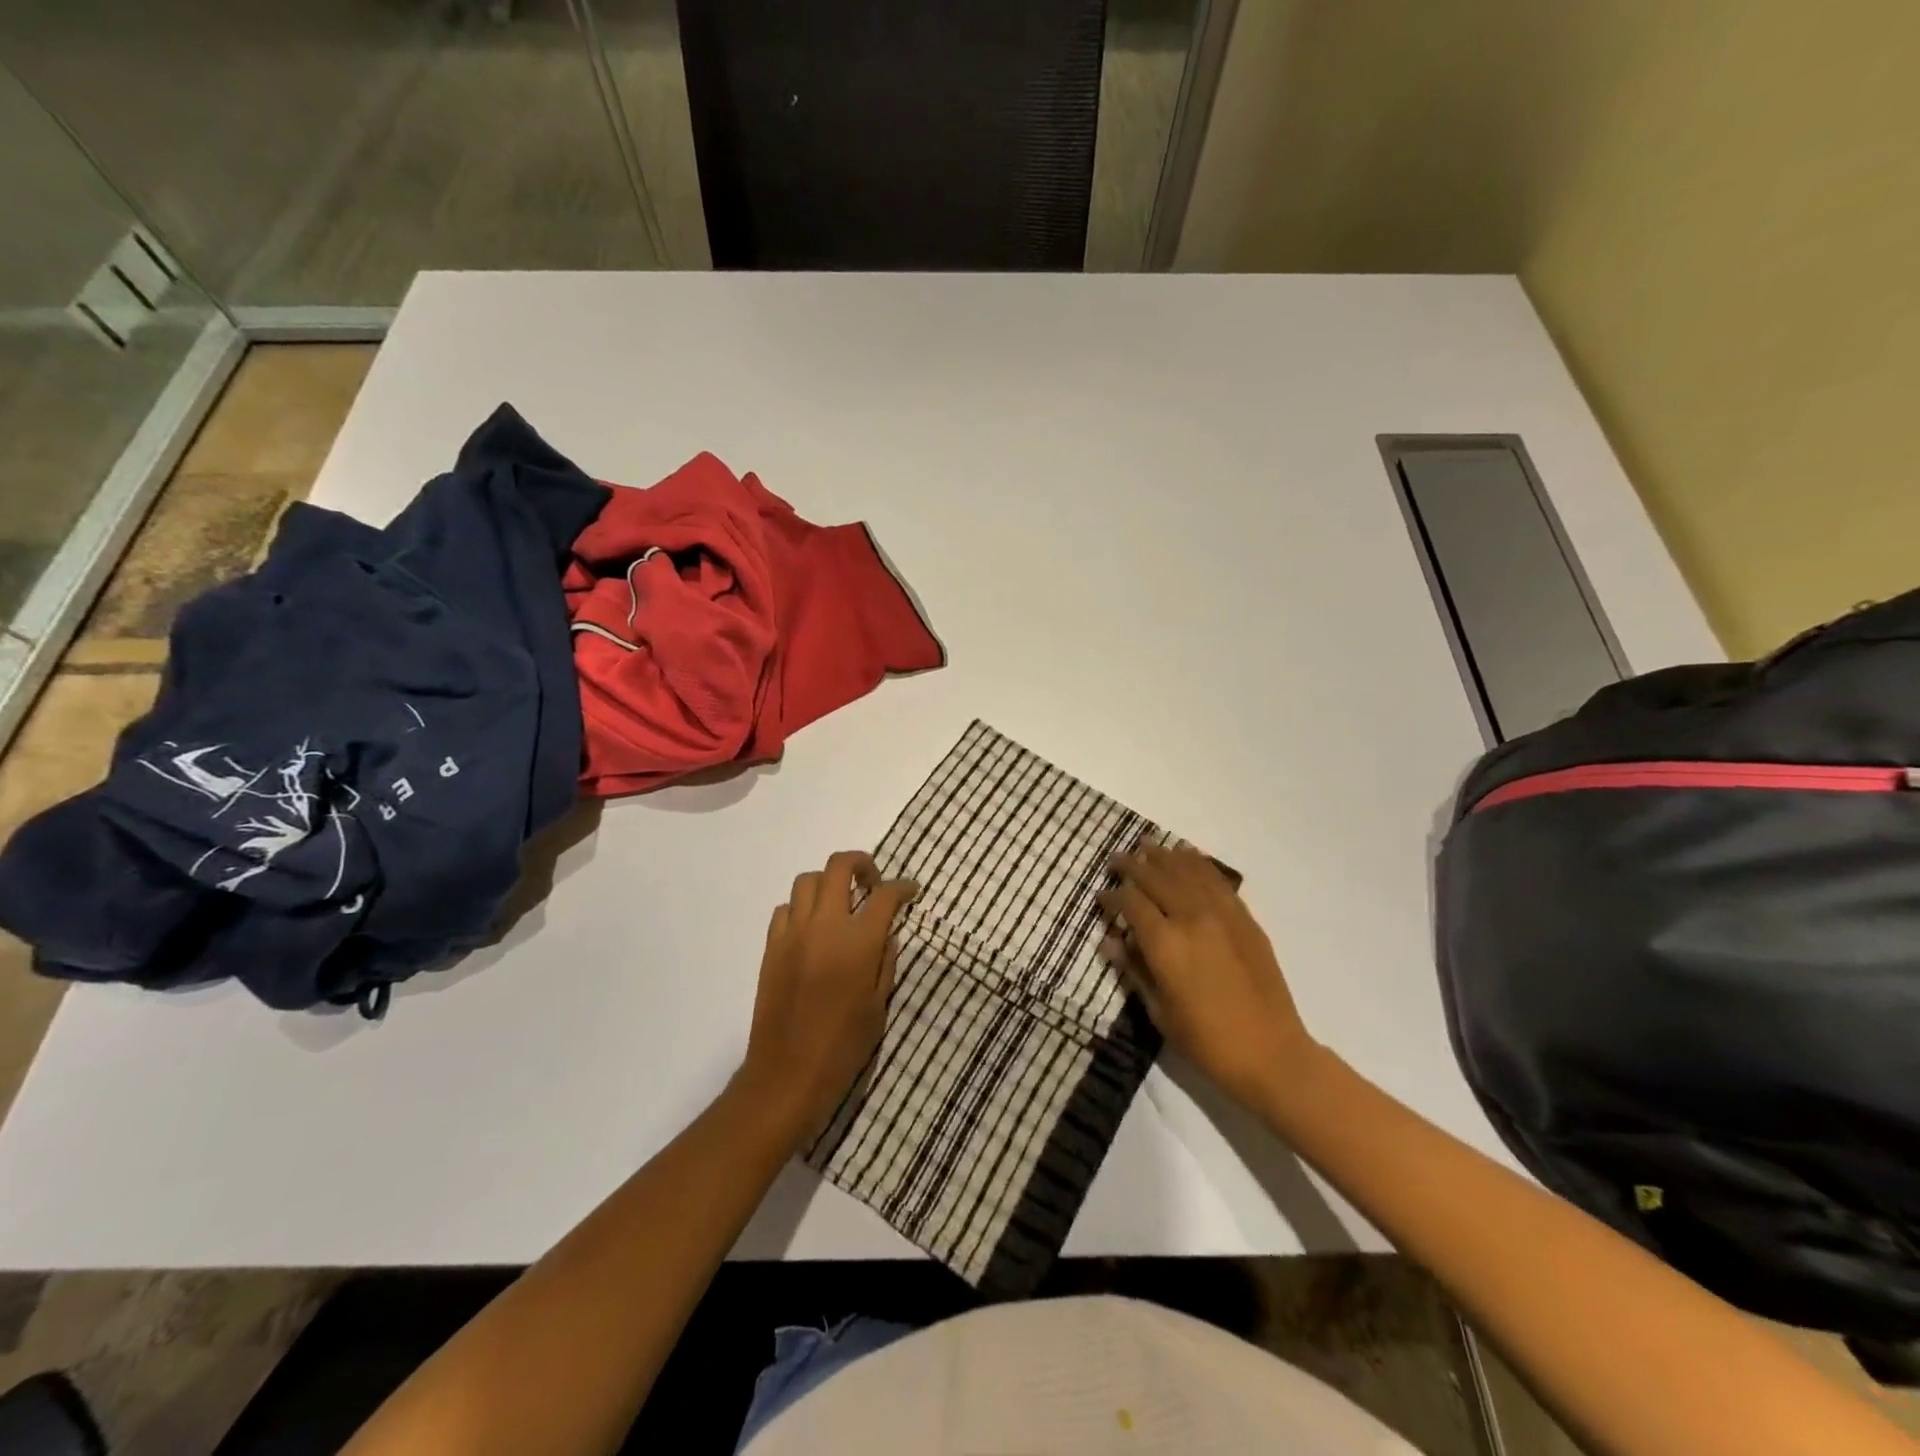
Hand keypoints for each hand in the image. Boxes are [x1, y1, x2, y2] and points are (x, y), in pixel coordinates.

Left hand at [732, 851, 918, 1148]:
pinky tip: (812, 929)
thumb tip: (885, 933)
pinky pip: (786, 908)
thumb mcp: (879, 1005)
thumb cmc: (843, 1045)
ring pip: (808, 880)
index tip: (911, 891)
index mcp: (859, 940)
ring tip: (841, 904)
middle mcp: (825, 924)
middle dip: (862, 864)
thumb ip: (885, 961)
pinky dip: (802, 908)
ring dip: (829, 883)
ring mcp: (793, 932)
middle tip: (872, 883)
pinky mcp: (771, 946)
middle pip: (839, 865)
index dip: (903, 887)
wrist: (787, 1073)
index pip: (885, 895)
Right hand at [1098, 843, 1317, 1109]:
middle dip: (1132, 866)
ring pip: (1187, 871)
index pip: (1131, 904)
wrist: (1271, 1053)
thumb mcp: (1159, 1012)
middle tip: (1116, 859)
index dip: (1112, 896)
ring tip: (1147, 844)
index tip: (1100, 896)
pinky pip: (1217, 881)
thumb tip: (1109, 941)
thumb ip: (1134, 970)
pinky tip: (1187, 856)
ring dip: (1164, 856)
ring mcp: (1222, 915)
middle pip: (1157, 878)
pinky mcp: (1245, 919)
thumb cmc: (1207, 1042)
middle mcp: (1192, 919)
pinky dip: (1198, 863)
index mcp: (1166, 944)